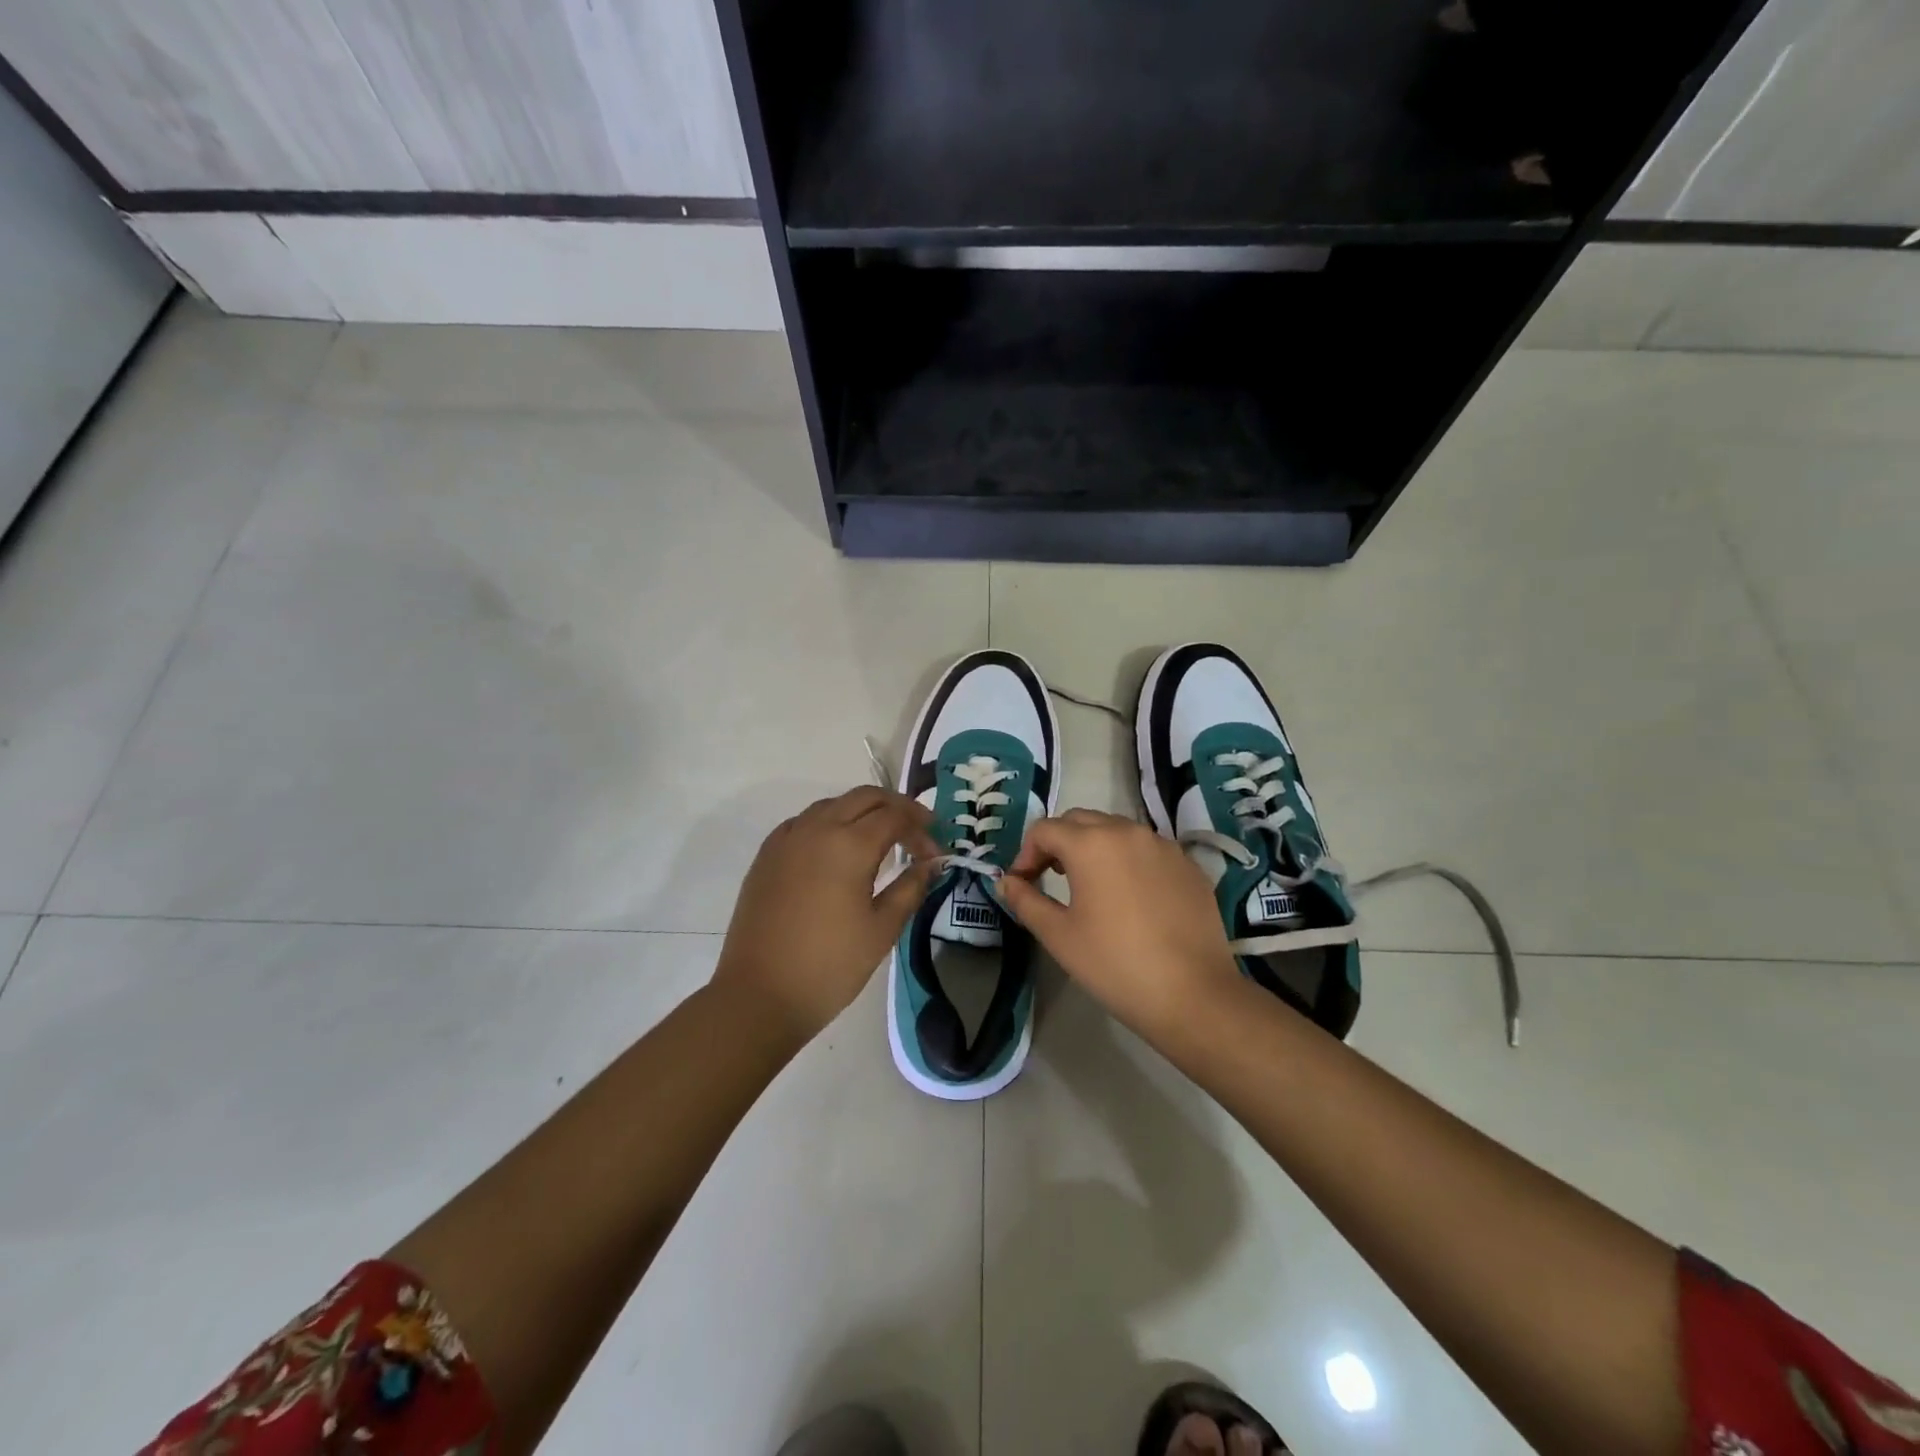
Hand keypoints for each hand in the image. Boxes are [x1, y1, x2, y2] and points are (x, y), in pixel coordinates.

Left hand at [713, 786, 941, 1042]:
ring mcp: (787, 839)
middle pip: (865, 797)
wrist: (759, 995)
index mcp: (849, 844)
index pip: (895, 816)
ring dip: (862, 812)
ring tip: (881, 839)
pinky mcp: (767, 855)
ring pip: (833, 804)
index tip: (936, 854)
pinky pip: (805, 822)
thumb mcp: (882, 929)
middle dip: (896, 807)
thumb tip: (931, 863)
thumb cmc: (830, 966)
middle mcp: (817, 829)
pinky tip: (837, 850)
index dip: (922, 829)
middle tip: (917, 831)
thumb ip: (911, 888)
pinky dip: (830, 823)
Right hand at [996, 809, 1241, 1035]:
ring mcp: (1163, 846)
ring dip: (1094, 848)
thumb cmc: (1115, 964)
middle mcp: (1128, 831)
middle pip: (1080, 821)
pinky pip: (1147, 849)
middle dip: (1058, 843)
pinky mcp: (1188, 865)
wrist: (1194, 995)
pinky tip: (1130, 899)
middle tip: (1050, 879)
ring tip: (1089, 887)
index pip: (1044, 829)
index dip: (1025, 853)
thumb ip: (1026, 901)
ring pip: (1116, 831)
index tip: (1022, 884)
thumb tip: (1006, 882)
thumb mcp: (1059, 936)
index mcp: (1091, 843)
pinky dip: (1128, 861)